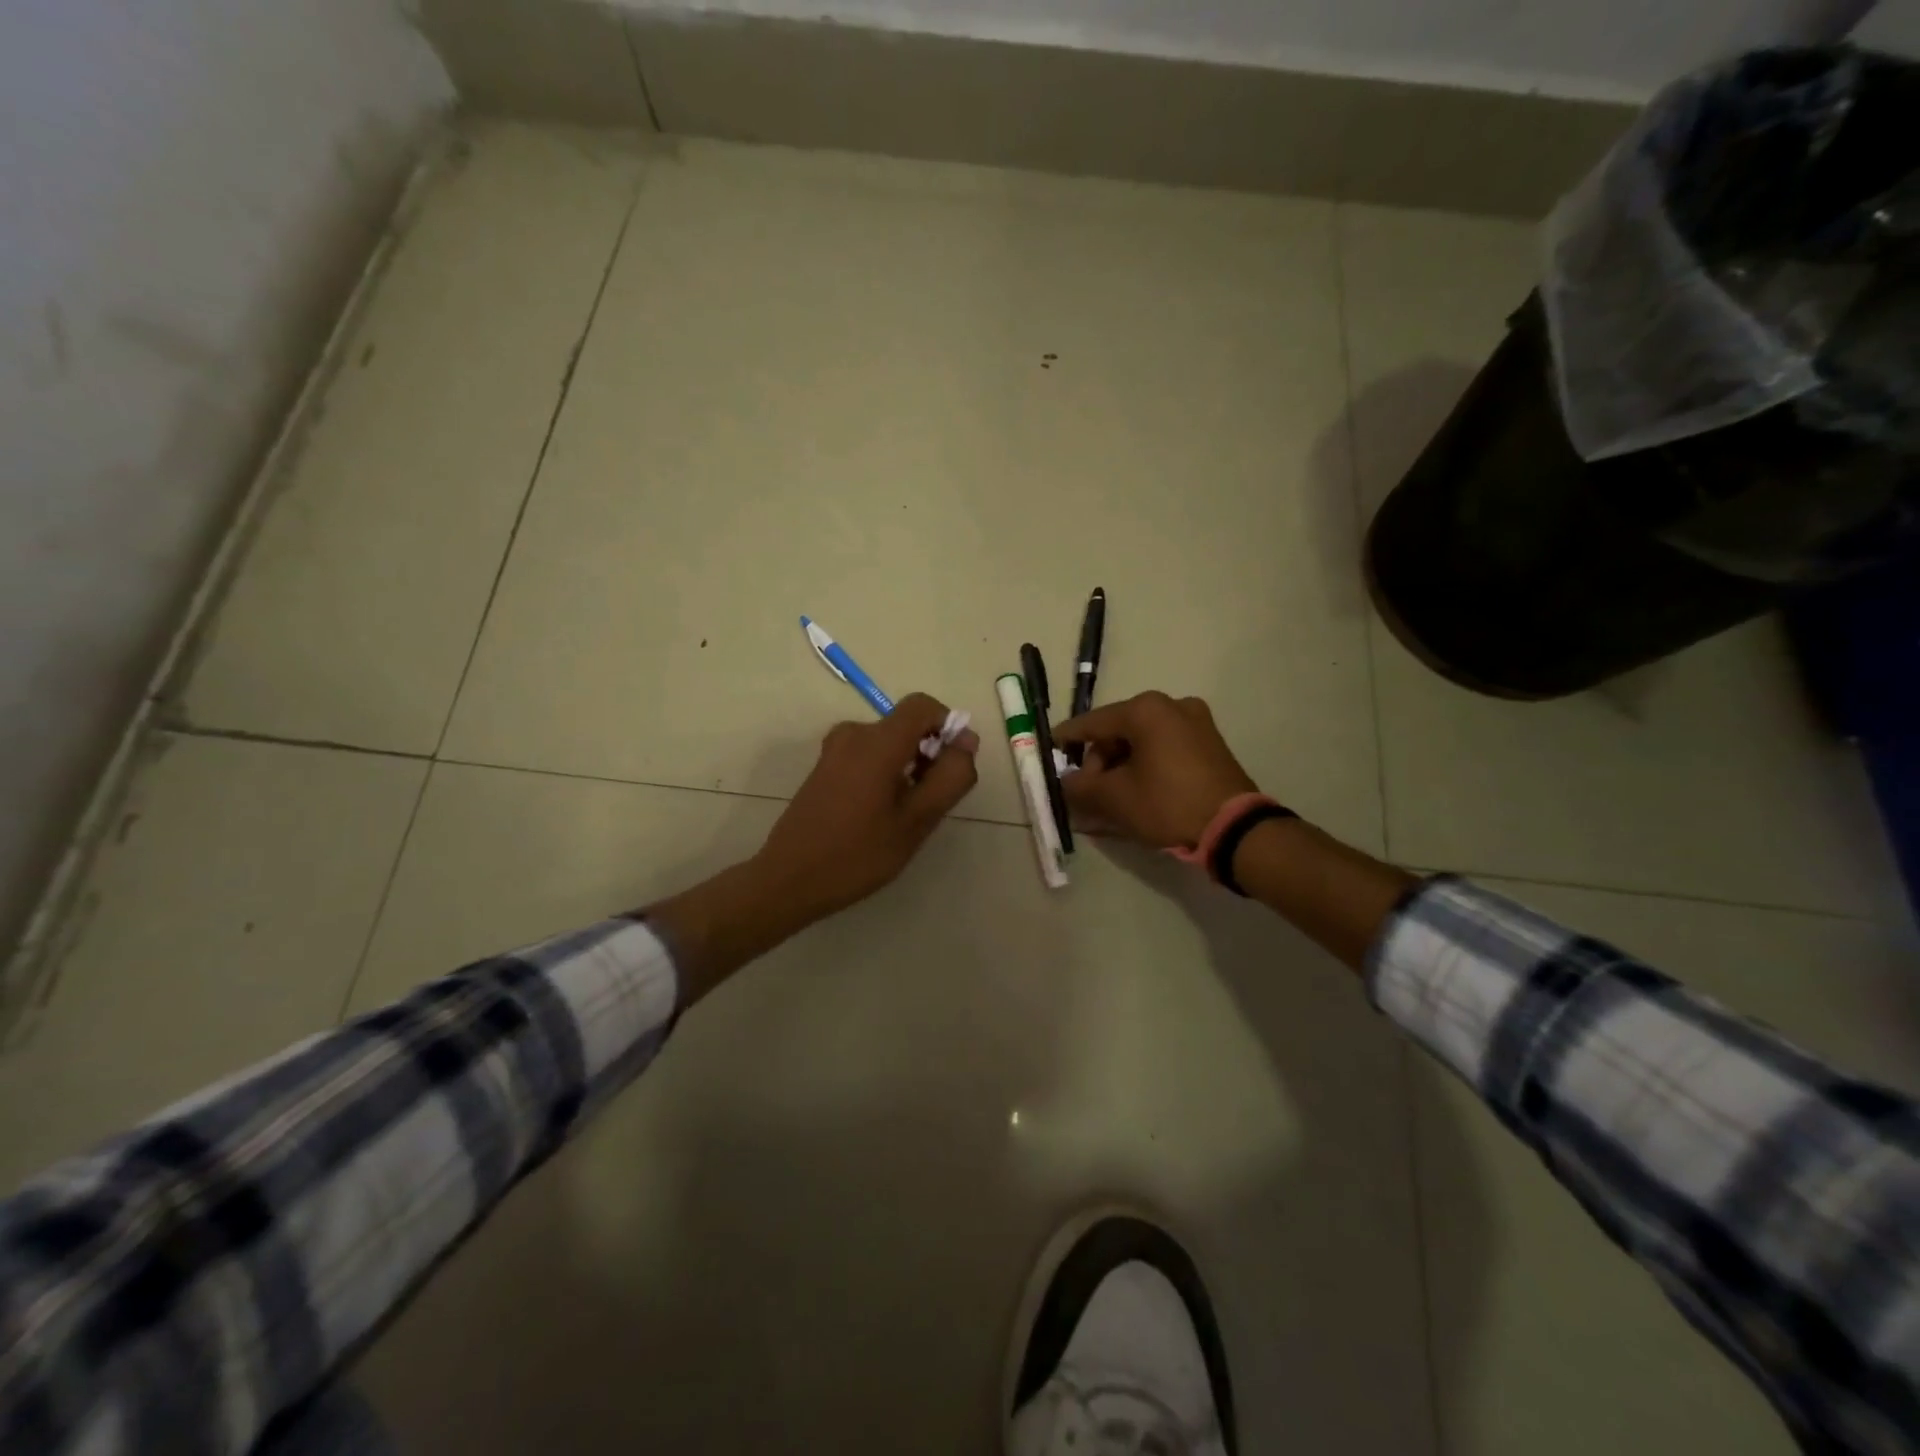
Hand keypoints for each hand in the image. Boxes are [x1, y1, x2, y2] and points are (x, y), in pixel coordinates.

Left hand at [753, 693, 980, 925]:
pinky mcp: (825, 768)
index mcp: (877, 741)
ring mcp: (834, 751)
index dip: (948, 725)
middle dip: (930, 753)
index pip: (923, 705)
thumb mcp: (917, 821)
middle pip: (906, 725)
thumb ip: (950, 776)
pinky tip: (882, 815)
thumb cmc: (858, 853)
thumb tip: (966, 742)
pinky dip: (886, 773)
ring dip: (909, 766)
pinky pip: (868, 756)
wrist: (789, 880)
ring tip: (908, 815)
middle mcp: (853, 734)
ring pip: (888, 743)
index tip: (955, 764)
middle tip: (933, 801)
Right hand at [1054, 691, 1257, 849]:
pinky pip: (1164, 749)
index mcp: (1145, 710)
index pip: (1092, 722)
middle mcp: (1171, 706)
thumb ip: (1080, 787)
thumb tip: (1064, 784)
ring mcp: (1196, 723)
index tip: (1049, 750)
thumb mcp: (1115, 798)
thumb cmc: (1168, 804)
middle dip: (1098, 762)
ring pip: (1142, 741)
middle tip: (1087, 793)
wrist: (1235, 829)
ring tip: (1109, 799)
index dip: (1067, 739)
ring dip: (1121, 767)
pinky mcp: (1210, 744)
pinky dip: (1145, 767)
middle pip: (1118, 731)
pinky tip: (1135, 793)